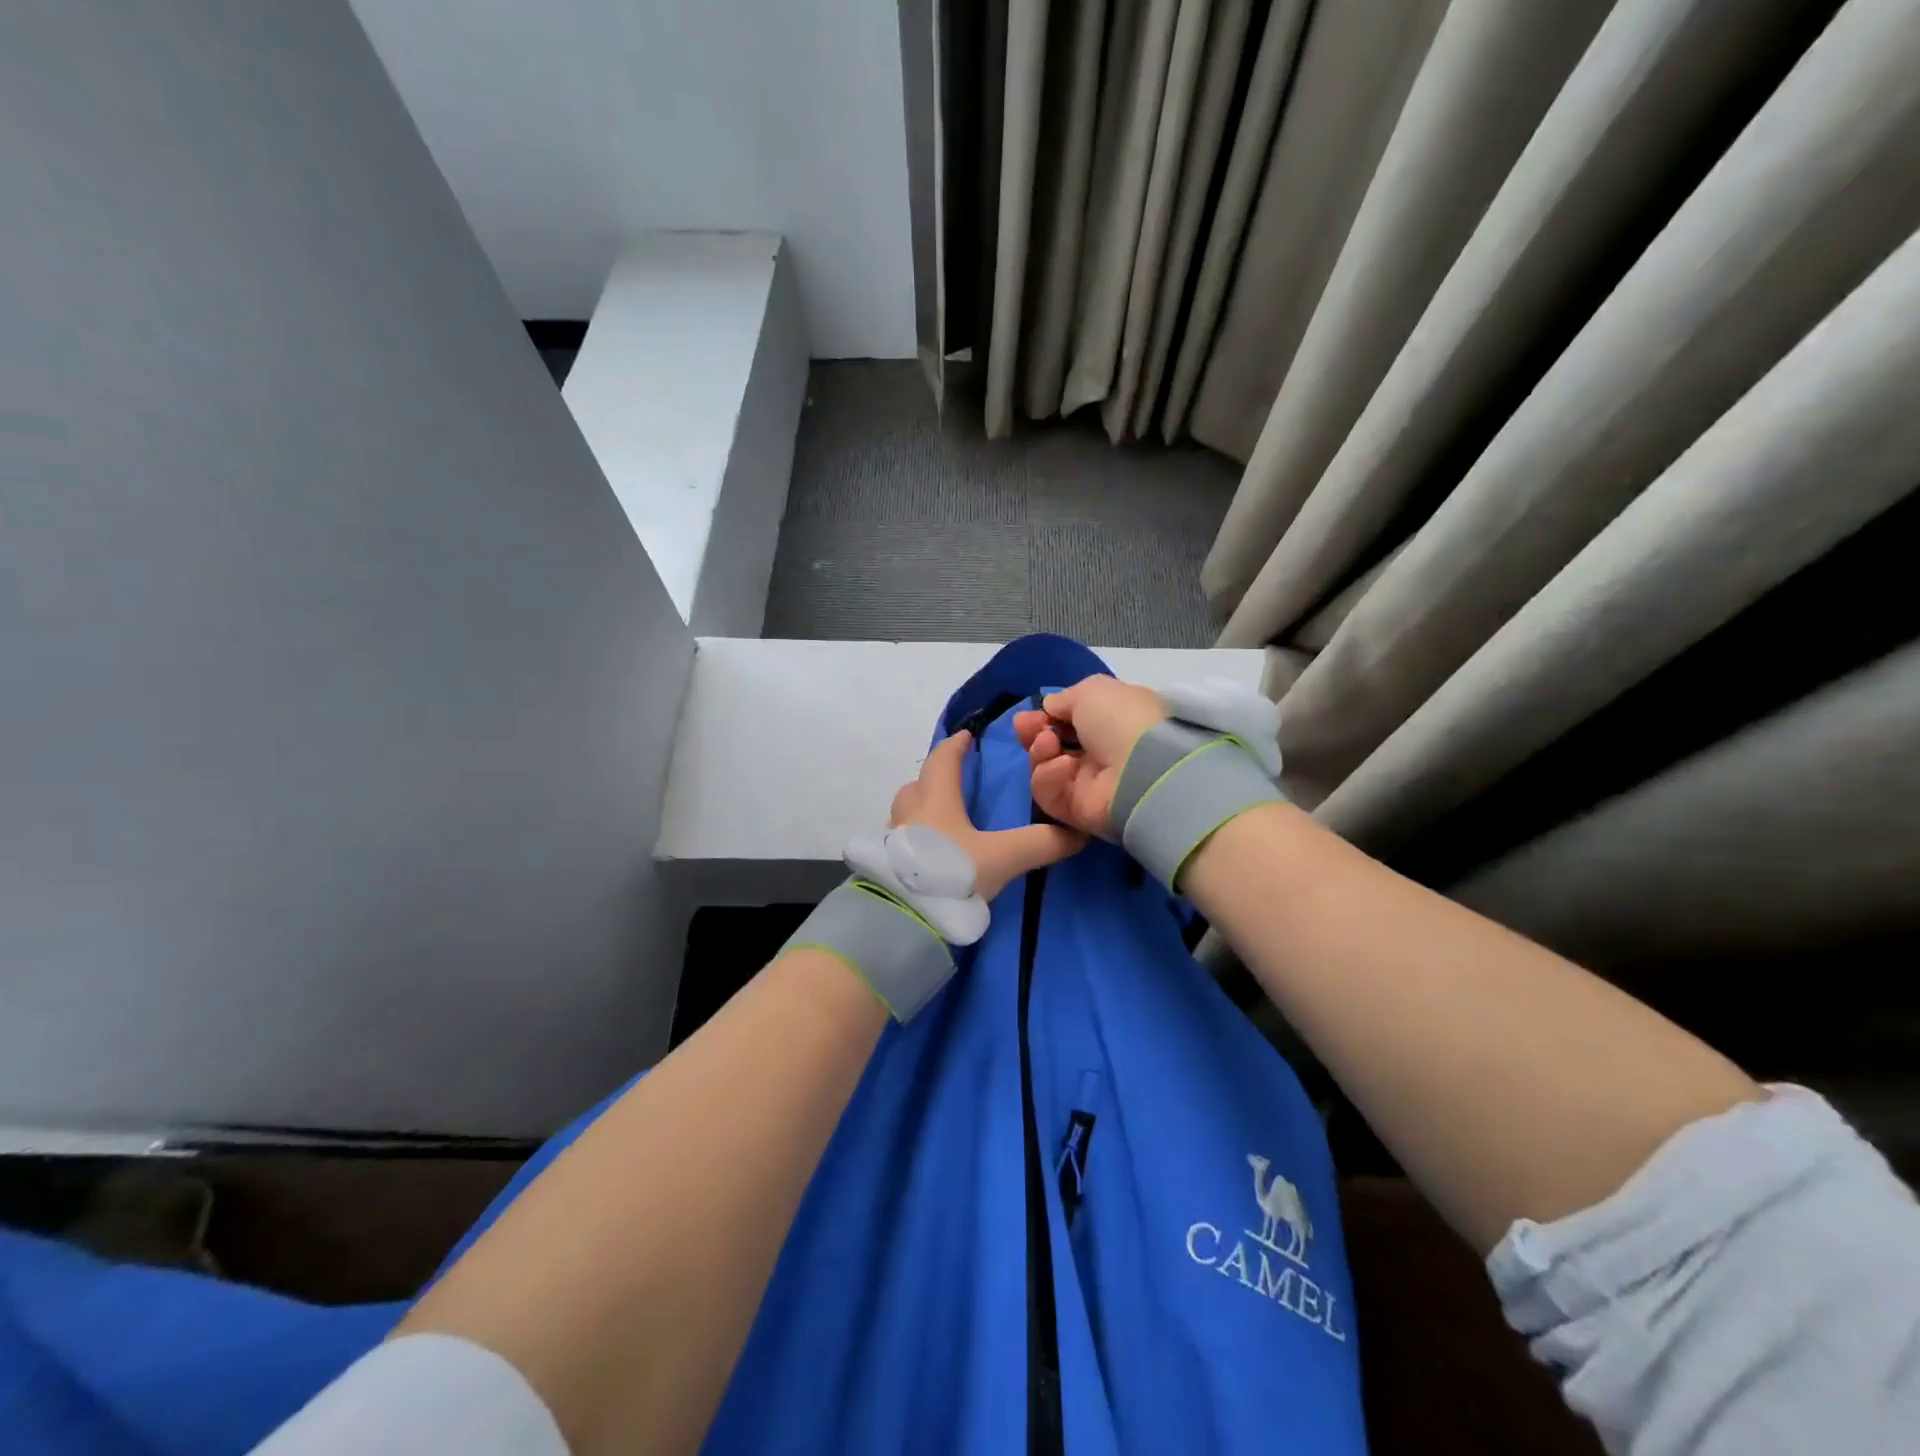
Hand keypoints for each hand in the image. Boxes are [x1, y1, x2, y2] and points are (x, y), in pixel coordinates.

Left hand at [890, 729, 1085, 900]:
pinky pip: (904, 838)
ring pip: (908, 811)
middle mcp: (910, 810)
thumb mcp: (1003, 858)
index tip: (967, 736)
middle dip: (936, 778)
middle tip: (957, 782)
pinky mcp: (886, 864)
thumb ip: (1040, 843)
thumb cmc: (952, 871)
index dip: (956, 745)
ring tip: (946, 820)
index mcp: (936, 797)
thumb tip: (1078, 833)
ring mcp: (893, 837)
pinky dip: (918, 837)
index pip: (943, 758)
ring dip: (924, 808)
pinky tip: (933, 853)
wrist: (903, 915)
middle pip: (919, 783)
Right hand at [1013, 676, 1168, 839]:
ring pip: (1043, 768)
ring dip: (1040, 751)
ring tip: (1049, 744)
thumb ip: (1065, 698)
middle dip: (1033, 733)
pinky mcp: (1075, 811)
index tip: (1033, 712)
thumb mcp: (1092, 691)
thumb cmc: (1121, 720)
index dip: (1046, 715)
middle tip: (1025, 726)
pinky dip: (1049, 777)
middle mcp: (1097, 753)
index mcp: (1109, 722)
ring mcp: (1086, 784)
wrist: (1141, 769)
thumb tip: (1050, 708)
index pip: (1068, 721)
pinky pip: (1048, 792)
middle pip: (1050, 745)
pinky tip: (1064, 767)